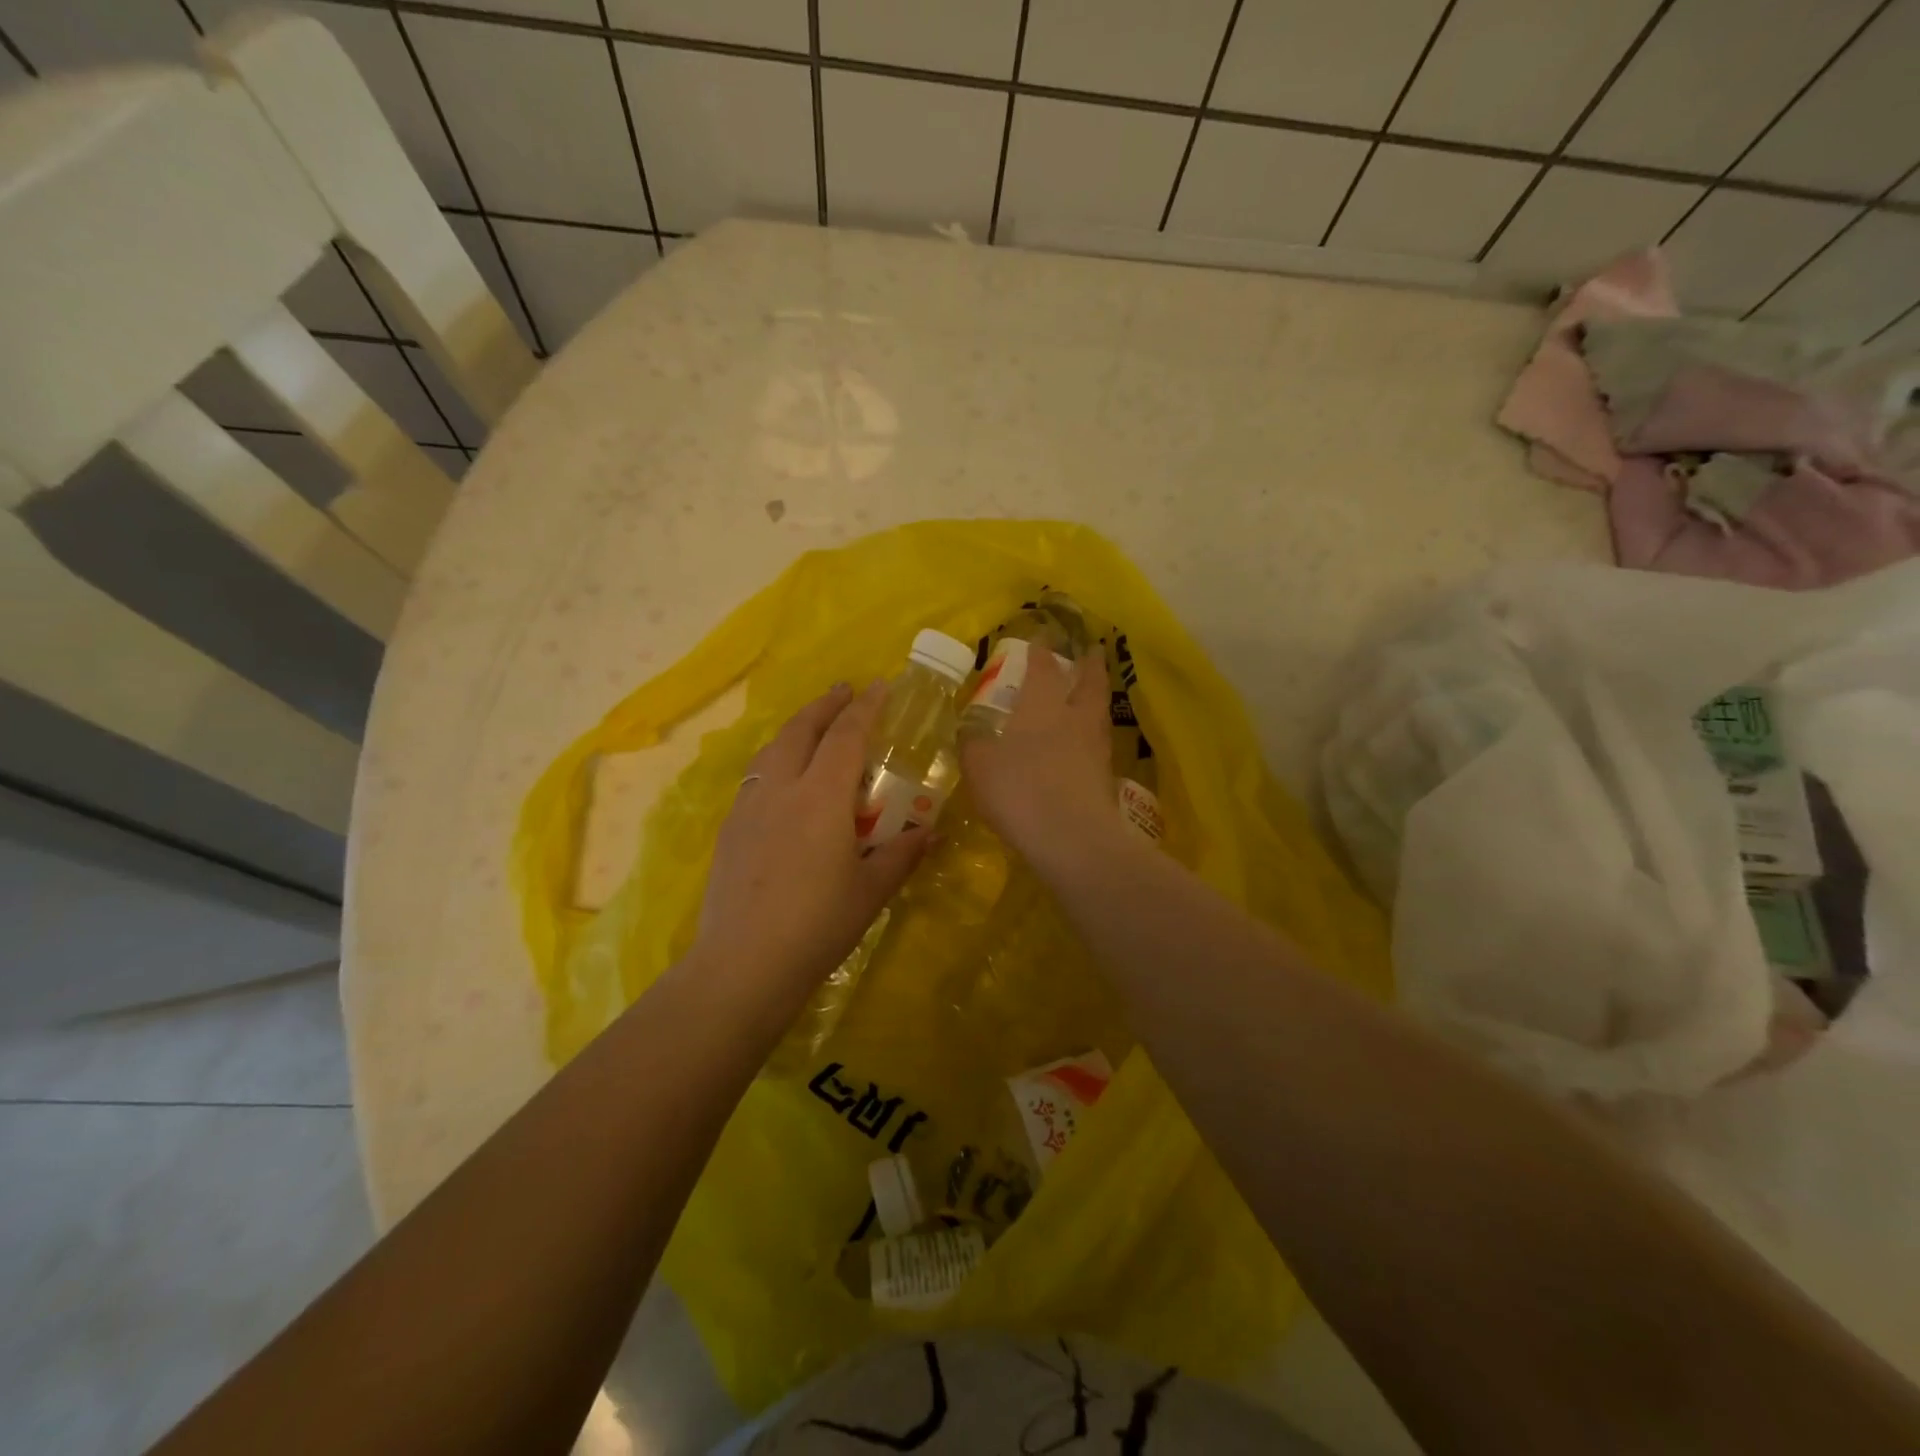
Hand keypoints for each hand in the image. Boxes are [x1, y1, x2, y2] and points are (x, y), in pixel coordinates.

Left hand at [695, 682, 929, 1008]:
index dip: (865, 707)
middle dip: (825, 705)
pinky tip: (783, 780)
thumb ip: (902, 854)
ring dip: (796, 729)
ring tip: (813, 726)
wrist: (743, 965)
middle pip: (801, 730)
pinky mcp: (730, 830)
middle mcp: (781, 789)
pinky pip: (756, 777)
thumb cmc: (817, 926)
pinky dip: (776, 759)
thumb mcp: (870, 891)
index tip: (879, 685)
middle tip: (843, 690)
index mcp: (821, 797)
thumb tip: (931, 832)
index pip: (846, 736)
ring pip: (772, 750)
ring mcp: (749, 807)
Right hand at [958, 647, 1123, 873]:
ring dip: (1097, 697)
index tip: (1042, 639)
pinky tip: (1085, 744)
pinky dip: (1094, 735)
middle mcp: (1074, 718)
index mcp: (1042, 706)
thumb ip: (973, 744)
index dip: (1041, 652)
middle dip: (1090, 665)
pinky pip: (1099, 745)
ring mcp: (1095, 748)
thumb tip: (969, 732)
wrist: (1071, 838)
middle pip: (1089, 683)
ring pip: (1099, 712)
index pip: (1043, 669)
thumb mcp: (979, 766)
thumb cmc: (1019, 790)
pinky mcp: (1106, 778)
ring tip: (1091, 694)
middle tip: (1093, 651)